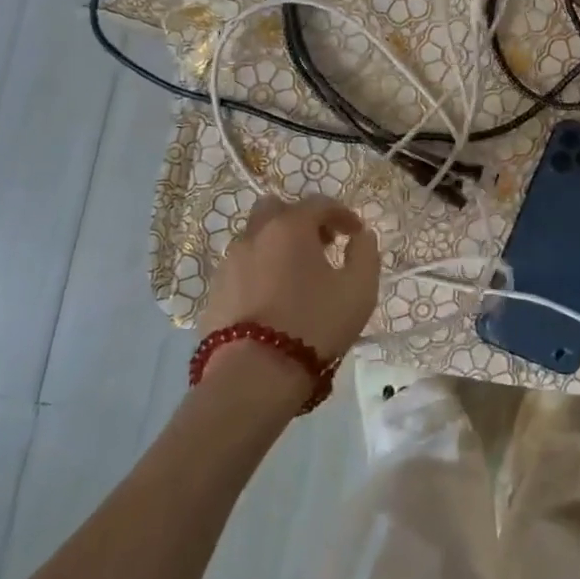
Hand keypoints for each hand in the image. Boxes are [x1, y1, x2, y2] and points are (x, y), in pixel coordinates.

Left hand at [199, 197, 380, 363]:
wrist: (254, 375)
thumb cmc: (314, 324)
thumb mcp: (359, 289)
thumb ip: (365, 253)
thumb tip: (361, 236)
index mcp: (290, 227)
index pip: (319, 203)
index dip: (342, 214)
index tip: (355, 234)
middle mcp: (255, 235)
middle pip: (276, 209)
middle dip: (301, 220)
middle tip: (320, 245)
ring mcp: (229, 263)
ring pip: (255, 238)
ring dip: (277, 246)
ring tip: (297, 276)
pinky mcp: (214, 292)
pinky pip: (241, 268)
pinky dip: (259, 271)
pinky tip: (273, 298)